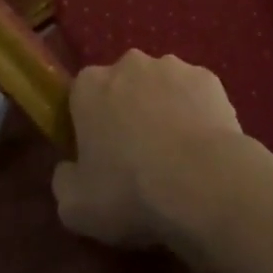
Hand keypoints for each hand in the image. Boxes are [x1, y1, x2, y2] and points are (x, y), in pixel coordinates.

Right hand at [51, 51, 251, 255]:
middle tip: (136, 157)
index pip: (80, 96)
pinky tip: (202, 148)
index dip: (87, 125)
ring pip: (160, 87)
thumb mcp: (75, 208)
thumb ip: (64, 180)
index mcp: (90, 86)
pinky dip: (196, 114)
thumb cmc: (130, 191)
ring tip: (175, 156)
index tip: (97, 156)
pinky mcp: (208, 78)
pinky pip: (194, 95)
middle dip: (127, 111)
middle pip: (122, 85)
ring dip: (163, 110)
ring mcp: (173, 67)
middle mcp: (129, 64)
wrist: (203, 182)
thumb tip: (69, 169)